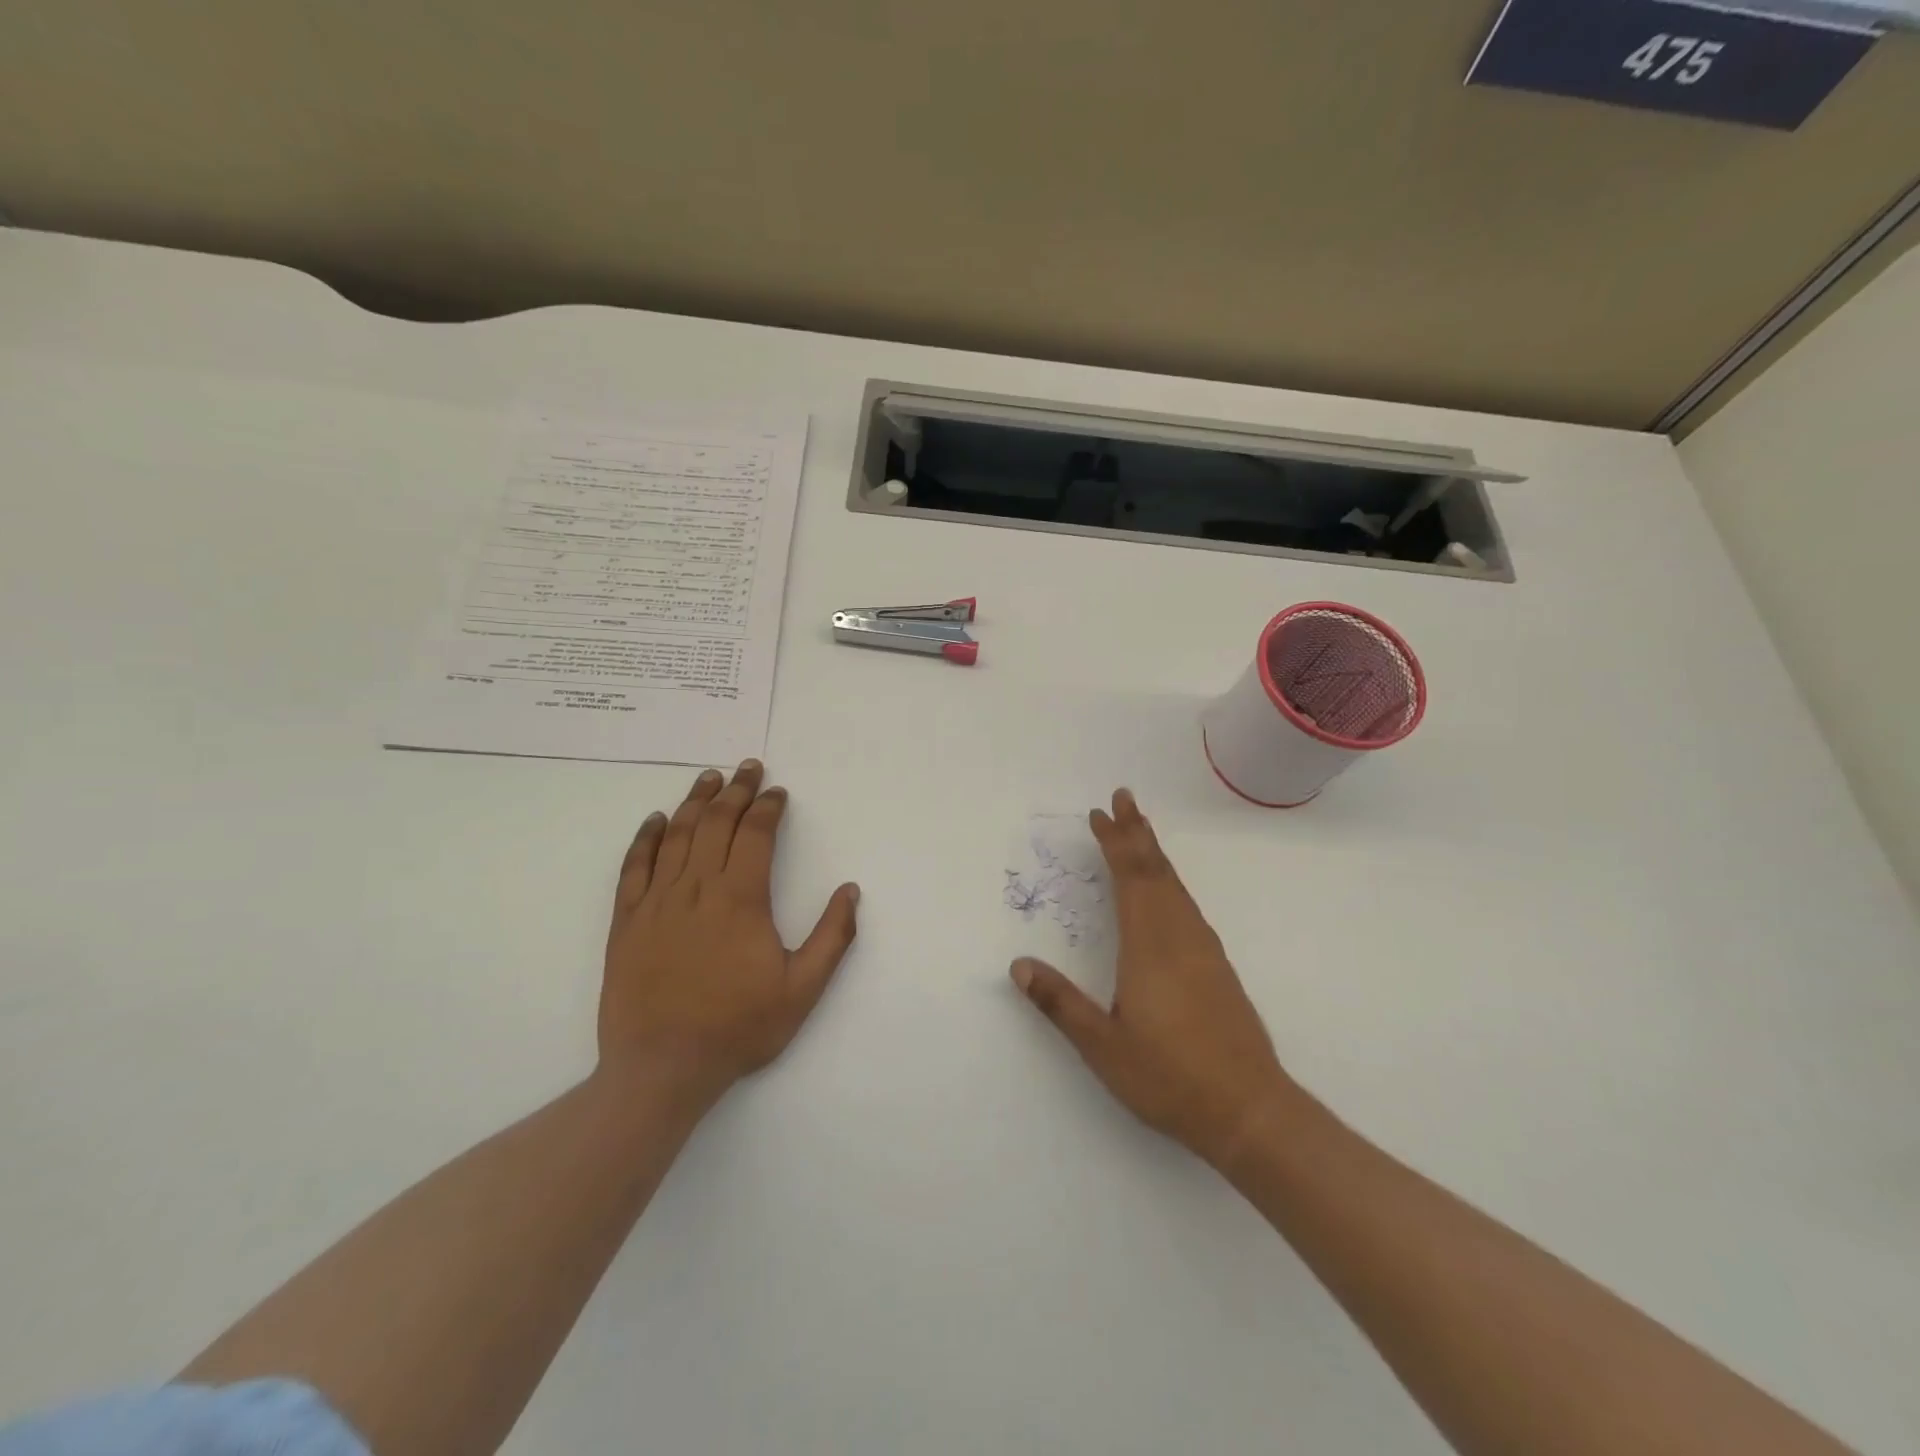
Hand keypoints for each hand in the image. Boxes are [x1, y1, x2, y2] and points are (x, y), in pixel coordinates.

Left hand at [601, 760, 859, 1104]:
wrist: (661, 1068)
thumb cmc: (737, 1027)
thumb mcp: (802, 990)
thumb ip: (832, 937)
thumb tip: (850, 890)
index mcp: (740, 899)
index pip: (755, 834)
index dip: (768, 807)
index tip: (778, 792)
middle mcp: (697, 888)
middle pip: (716, 823)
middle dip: (736, 790)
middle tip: (748, 767)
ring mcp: (657, 901)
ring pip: (676, 835)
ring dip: (695, 801)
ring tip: (709, 777)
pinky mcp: (627, 920)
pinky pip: (634, 866)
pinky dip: (645, 837)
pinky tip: (655, 820)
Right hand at [1010, 788, 1288, 1168]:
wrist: (1249, 1110)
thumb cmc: (1169, 1077)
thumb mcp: (1102, 1046)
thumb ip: (1059, 1003)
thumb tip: (1018, 965)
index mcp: (1149, 946)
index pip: (1130, 879)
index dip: (1115, 843)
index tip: (1100, 814)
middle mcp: (1179, 936)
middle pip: (1156, 871)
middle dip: (1137, 833)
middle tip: (1123, 798)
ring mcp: (1203, 950)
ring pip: (1176, 886)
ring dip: (1155, 854)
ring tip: (1141, 832)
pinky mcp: (1217, 967)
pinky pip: (1187, 905)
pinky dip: (1170, 882)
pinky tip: (1167, 892)